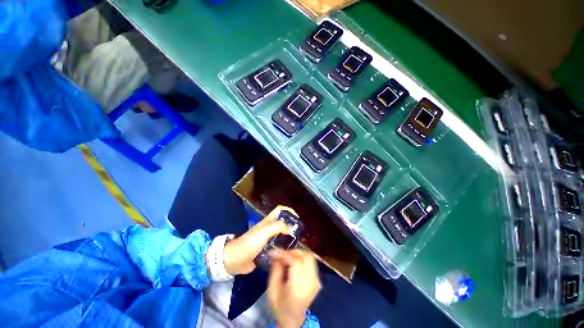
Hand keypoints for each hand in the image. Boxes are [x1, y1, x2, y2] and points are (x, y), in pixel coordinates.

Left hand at [222, 205, 295, 275]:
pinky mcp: (266, 250)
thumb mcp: (264, 231)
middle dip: (291, 225)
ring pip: (281, 235)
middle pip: (282, 222)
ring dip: (288, 237)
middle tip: (299, 234)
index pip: (280, 210)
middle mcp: (269, 228)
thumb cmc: (250, 243)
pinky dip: (283, 248)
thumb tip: (290, 228)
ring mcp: (267, 239)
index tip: (297, 219)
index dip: (289, 211)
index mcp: (268, 221)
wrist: (235, 260)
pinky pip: (277, 246)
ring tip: (296, 244)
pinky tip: (288, 253)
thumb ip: (278, 227)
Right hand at [268, 249, 321, 327]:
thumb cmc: (280, 306)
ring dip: (298, 254)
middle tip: (281, 255)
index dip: (284, 254)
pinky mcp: (318, 279)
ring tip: (287, 258)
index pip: (295, 262)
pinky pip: (311, 261)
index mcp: (298, 288)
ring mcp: (316, 280)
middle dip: (291, 252)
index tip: (274, 251)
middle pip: (304, 256)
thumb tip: (276, 252)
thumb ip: (275, 269)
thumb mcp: (272, 289)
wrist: (293, 319)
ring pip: (309, 256)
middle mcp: (311, 282)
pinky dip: (302, 258)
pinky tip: (294, 263)